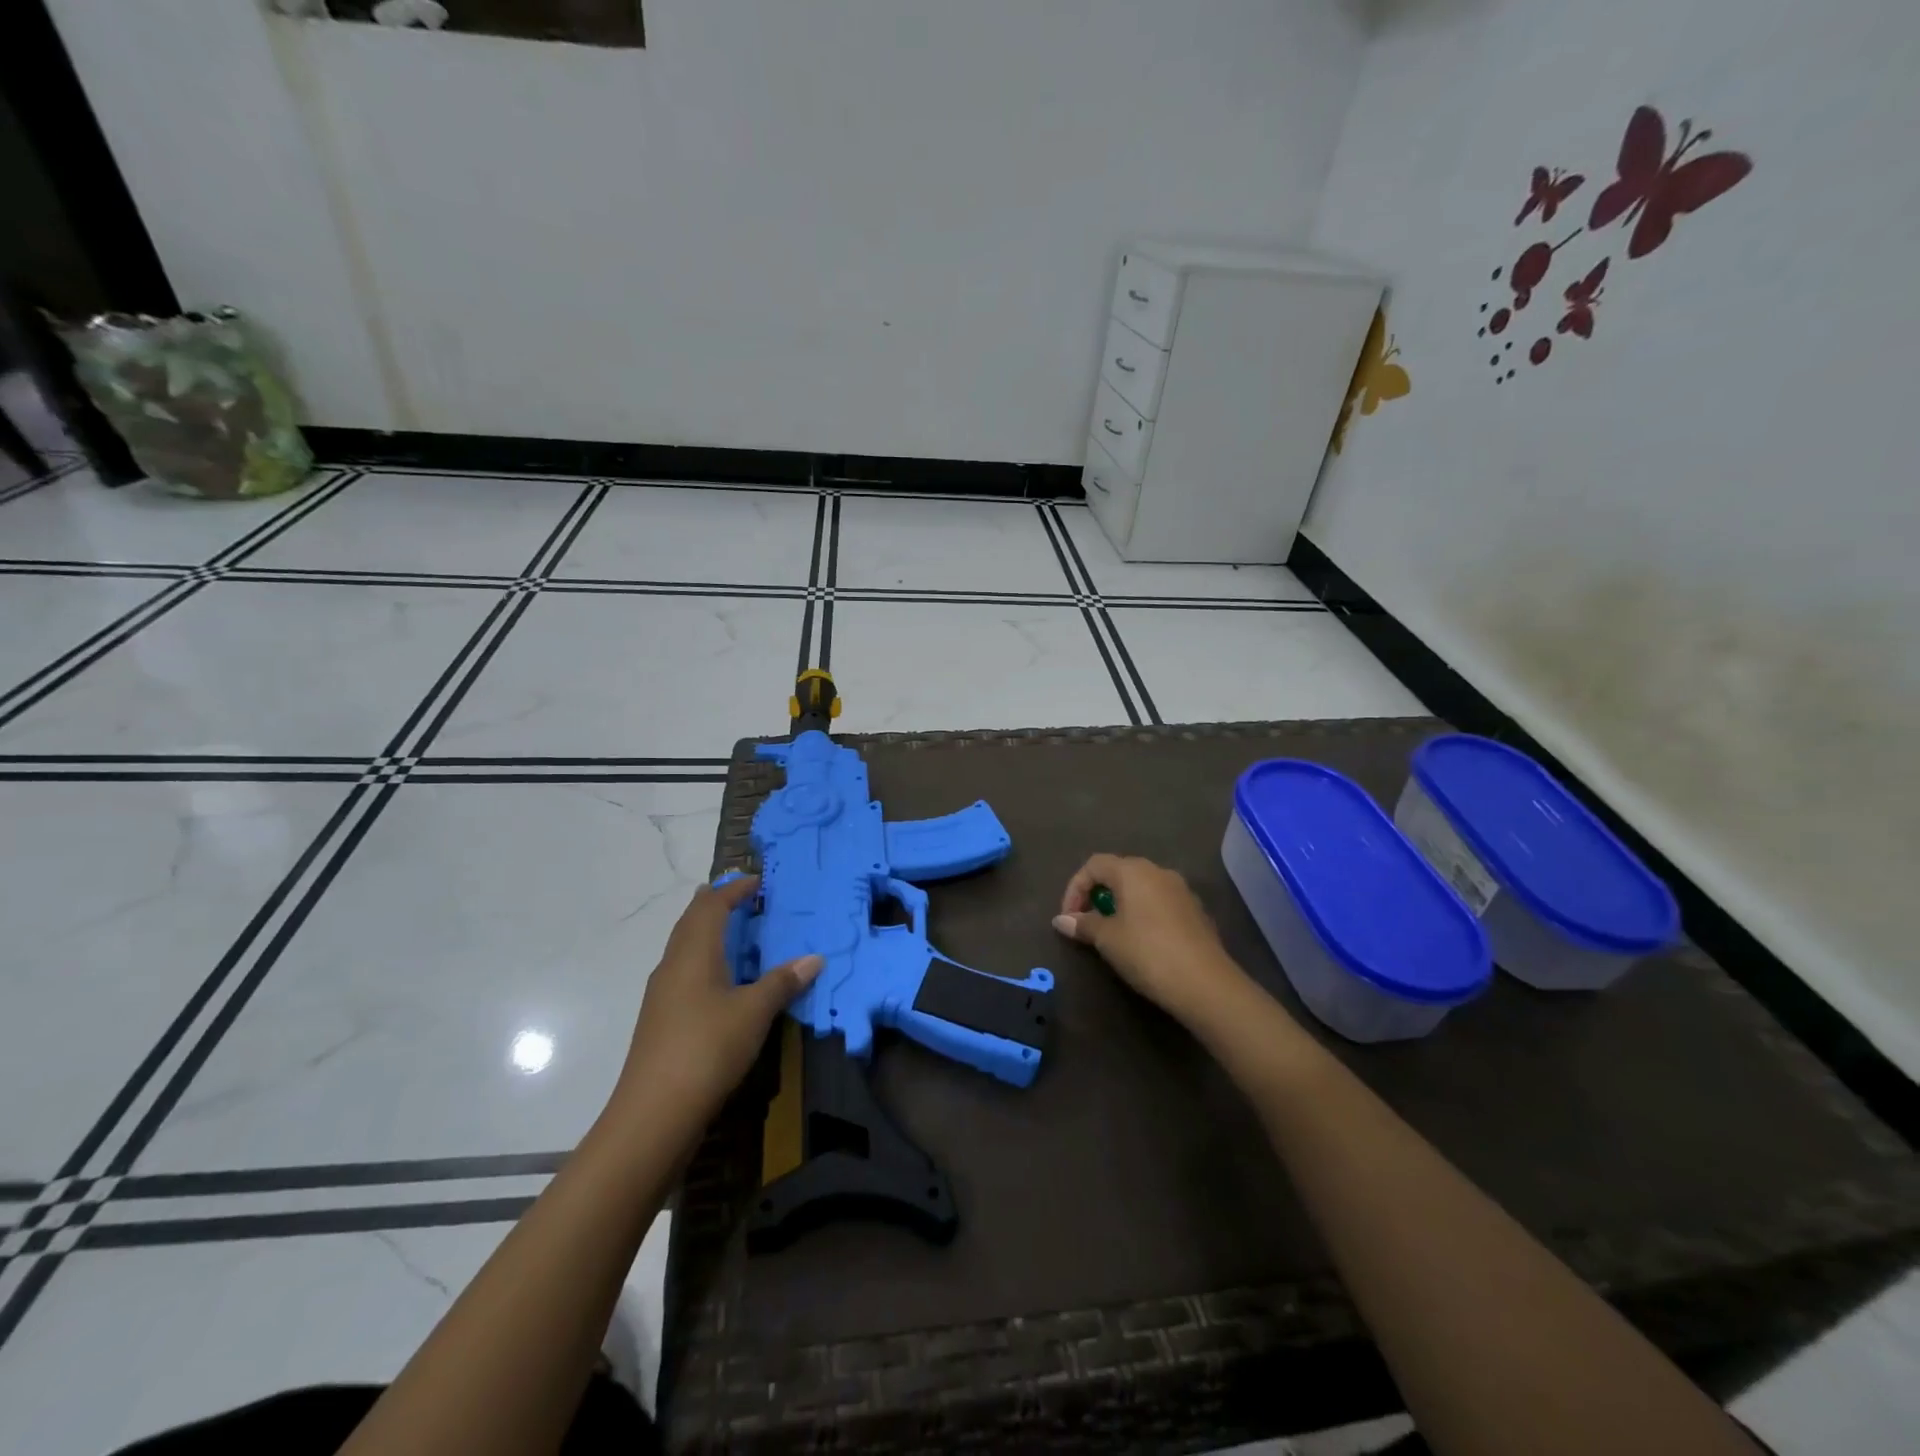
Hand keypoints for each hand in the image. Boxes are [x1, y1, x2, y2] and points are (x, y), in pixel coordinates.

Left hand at [615, 876, 822, 1121]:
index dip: (733, 890)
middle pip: (691, 922)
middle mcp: (672, 965)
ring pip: (684, 948)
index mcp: (693, 953)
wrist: (654, 1112)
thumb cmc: (707, 1048)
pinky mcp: (661, 1020)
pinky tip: (720, 981)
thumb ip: (783, 982)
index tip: (756, 882)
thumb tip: (814, 958)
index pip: (711, 906)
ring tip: (735, 933)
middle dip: (715, 905)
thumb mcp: (754, 1012)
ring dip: (708, 933)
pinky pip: (684, 972)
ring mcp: (662, 994)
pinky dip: (704, 960)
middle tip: (742, 898)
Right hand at [1054, 853, 1252, 1029]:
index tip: (1068, 918)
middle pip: (1119, 872)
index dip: (1075, 888)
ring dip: (1122, 905)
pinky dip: (1144, 915)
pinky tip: (1143, 943)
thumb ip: (1083, 924)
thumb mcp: (1107, 939)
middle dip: (1098, 895)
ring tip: (1113, 934)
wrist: (1205, 984)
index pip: (1094, 865)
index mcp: (1133, 871)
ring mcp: (1182, 891)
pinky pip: (1161, 904)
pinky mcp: (1197, 912)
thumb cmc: (1147, 952)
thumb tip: (1061, 920)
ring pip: (1142, 888)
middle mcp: (1159, 872)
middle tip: (1088, 924)